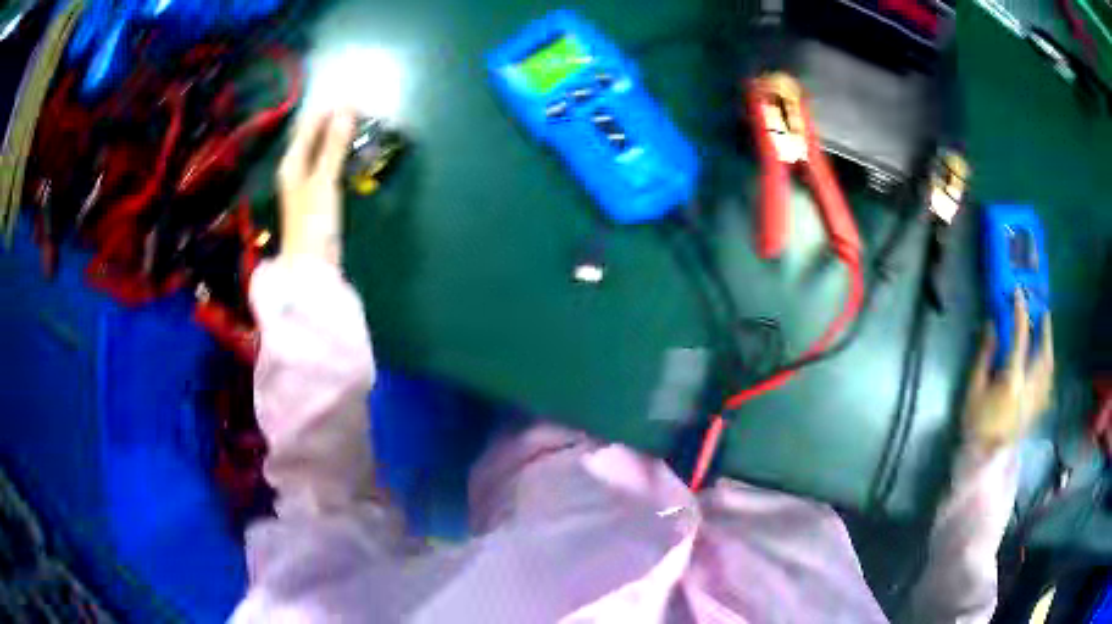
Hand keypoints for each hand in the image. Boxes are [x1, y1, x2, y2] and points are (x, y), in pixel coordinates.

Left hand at [277, 110, 355, 263]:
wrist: (311, 263)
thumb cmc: (312, 221)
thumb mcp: (323, 180)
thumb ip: (334, 145)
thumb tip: (348, 109)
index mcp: (292, 161)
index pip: (309, 125)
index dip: (329, 109)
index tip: (355, 97)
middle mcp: (297, 166)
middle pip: (315, 134)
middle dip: (336, 119)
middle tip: (364, 108)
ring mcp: (308, 179)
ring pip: (325, 148)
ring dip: (342, 135)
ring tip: (365, 122)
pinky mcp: (320, 191)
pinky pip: (332, 162)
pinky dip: (344, 152)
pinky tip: (359, 149)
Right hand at [963, 291, 1054, 449]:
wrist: (984, 461)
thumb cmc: (976, 424)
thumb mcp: (973, 389)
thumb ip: (984, 357)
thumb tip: (991, 326)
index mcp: (1013, 378)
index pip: (1020, 337)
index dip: (1020, 313)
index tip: (1018, 294)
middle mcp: (1030, 386)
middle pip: (1044, 353)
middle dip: (1045, 331)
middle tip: (1044, 313)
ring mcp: (1035, 400)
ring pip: (1049, 368)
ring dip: (1049, 348)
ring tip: (1047, 335)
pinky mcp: (1036, 410)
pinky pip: (1048, 384)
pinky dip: (1049, 369)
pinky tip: (1046, 366)